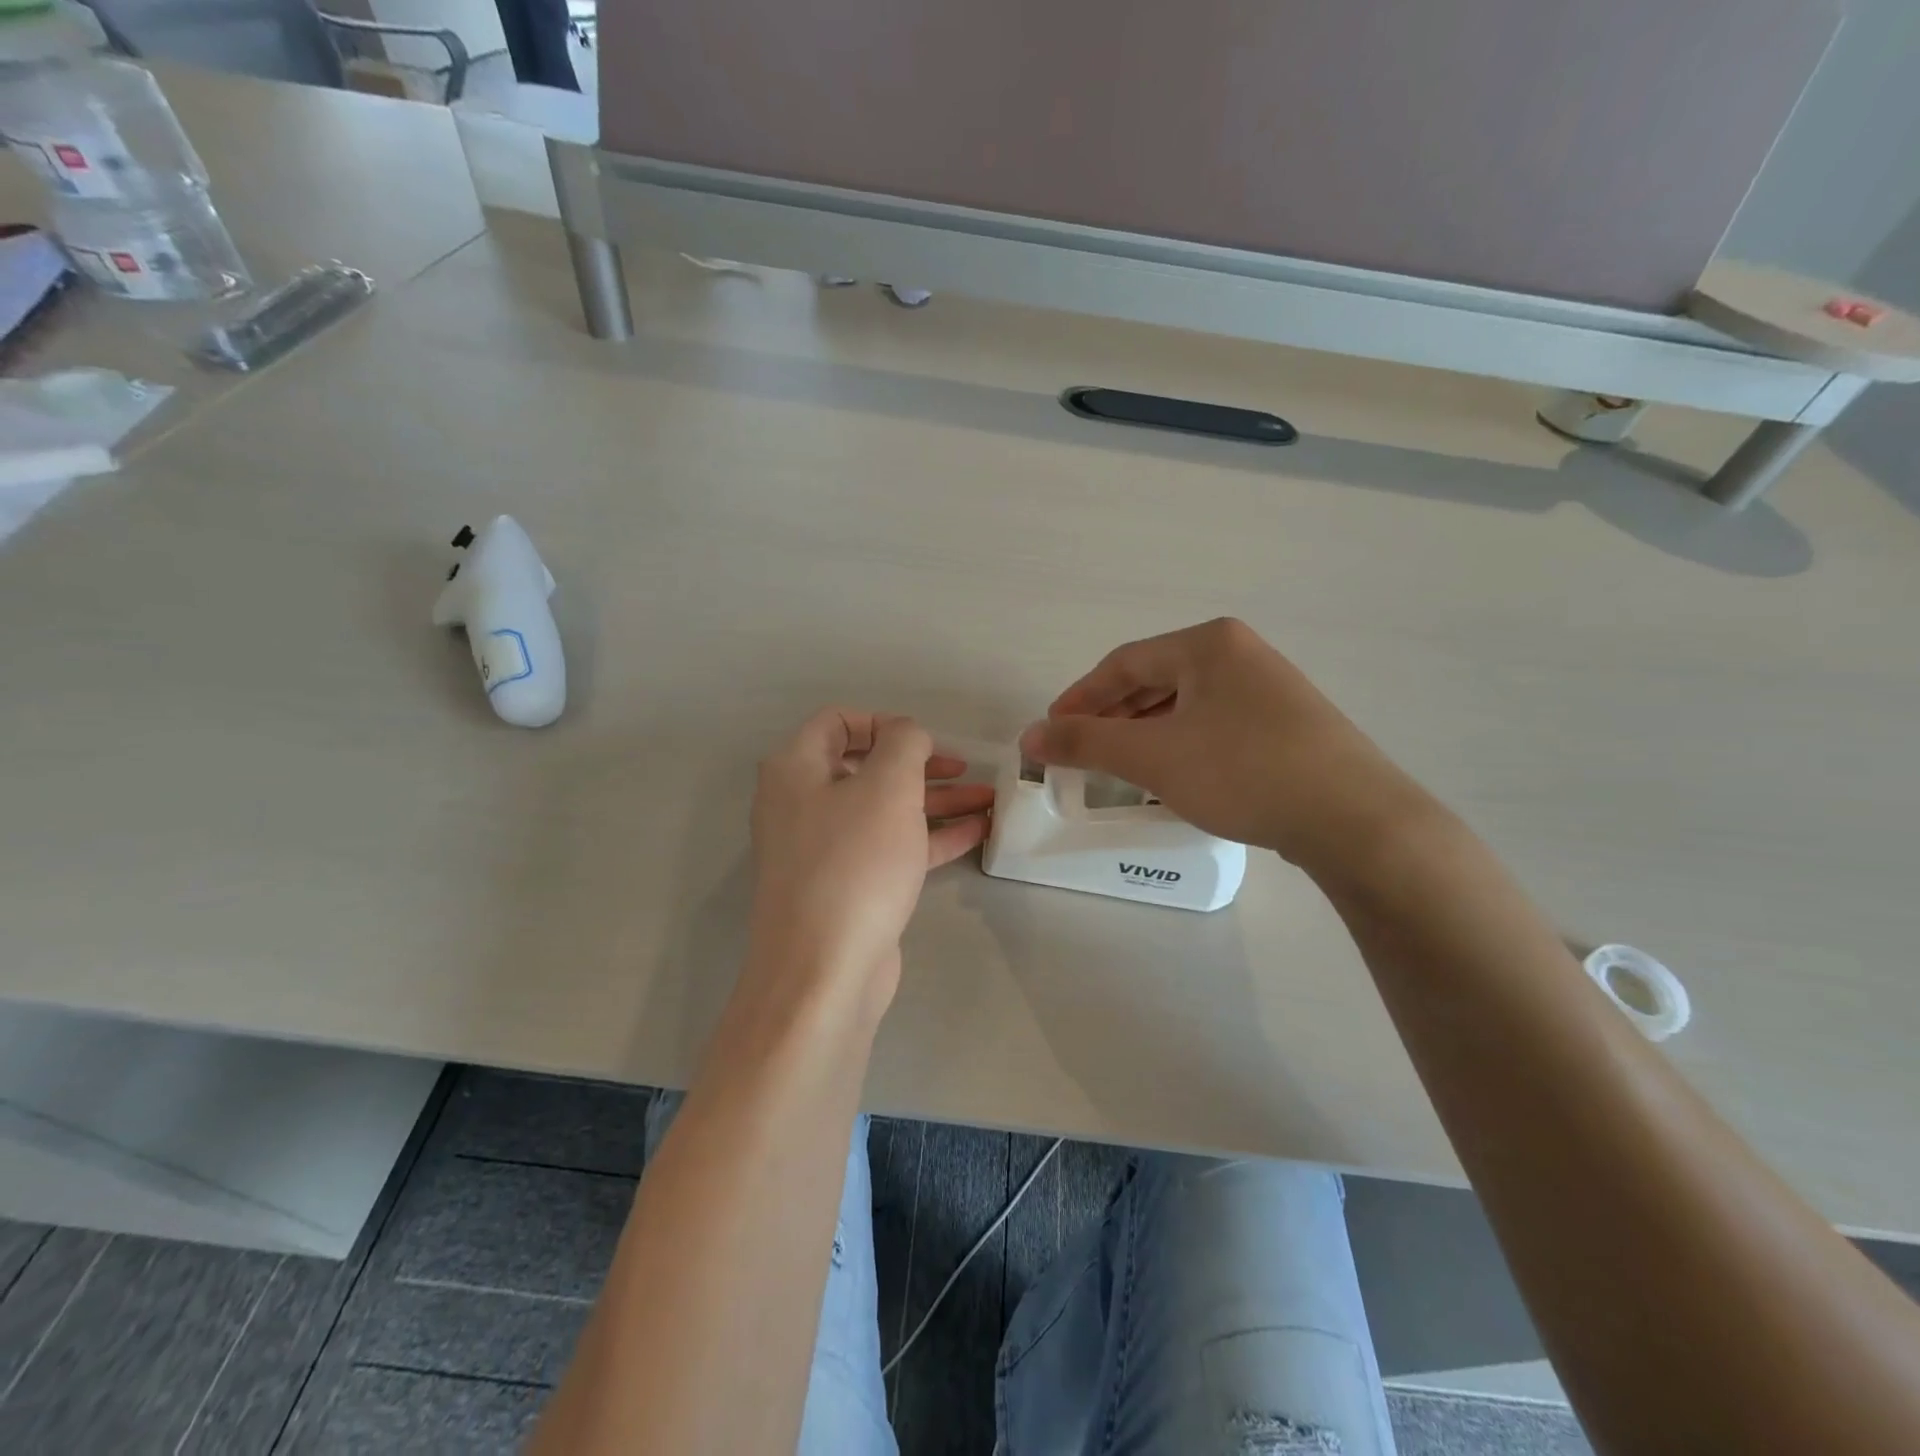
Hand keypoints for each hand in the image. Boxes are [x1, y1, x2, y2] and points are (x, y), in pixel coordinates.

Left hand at [748, 710, 992, 1009]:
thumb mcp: (888, 787)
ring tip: (988, 799)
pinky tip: (975, 832)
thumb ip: (904, 743)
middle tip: (965, 768)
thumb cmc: (854, 864)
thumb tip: (907, 734)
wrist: (824, 972)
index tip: (924, 741)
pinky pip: (890, 847)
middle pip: (866, 767)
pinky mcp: (847, 886)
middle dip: (921, 764)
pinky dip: (929, 836)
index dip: (884, 722)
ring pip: (884, 809)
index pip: (837, 721)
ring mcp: (824, 849)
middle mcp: (802, 804)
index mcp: (795, 770)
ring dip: (935, 800)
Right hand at [1019, 618, 1432, 869]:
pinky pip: (1215, 724)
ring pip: (1186, 705)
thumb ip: (1085, 742)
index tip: (1051, 731)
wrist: (1355, 818)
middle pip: (1155, 680)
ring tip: (1120, 766)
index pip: (1123, 663)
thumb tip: (1030, 736)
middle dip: (1112, 716)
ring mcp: (1271, 688)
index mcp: (1208, 644)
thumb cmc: (1243, 771)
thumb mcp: (1152, 756)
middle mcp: (1241, 654)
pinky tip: (1175, 775)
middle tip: (1081, 750)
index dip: (1080, 698)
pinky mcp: (1289, 724)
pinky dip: (1182, 744)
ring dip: (1145, 732)